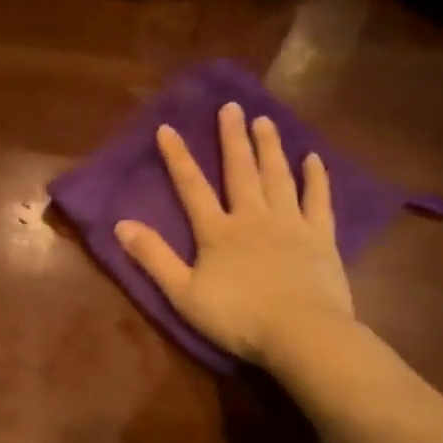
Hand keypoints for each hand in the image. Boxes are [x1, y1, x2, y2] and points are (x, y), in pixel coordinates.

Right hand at [115, 103, 353, 364]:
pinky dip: (315, 178)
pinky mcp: (321, 238)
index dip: (178, 157)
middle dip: (232, 138)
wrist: (303, 335)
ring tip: (265, 120)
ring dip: (269, 147)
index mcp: (217, 231)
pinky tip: (313, 159)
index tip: (167, 127)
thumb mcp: (183, 293)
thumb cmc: (238, 317)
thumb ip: (154, 257)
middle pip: (240, 170)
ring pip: (278, 177)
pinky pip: (318, 200)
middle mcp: (252, 217)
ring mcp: (290, 224)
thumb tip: (121, 225)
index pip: (192, 186)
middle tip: (232, 107)